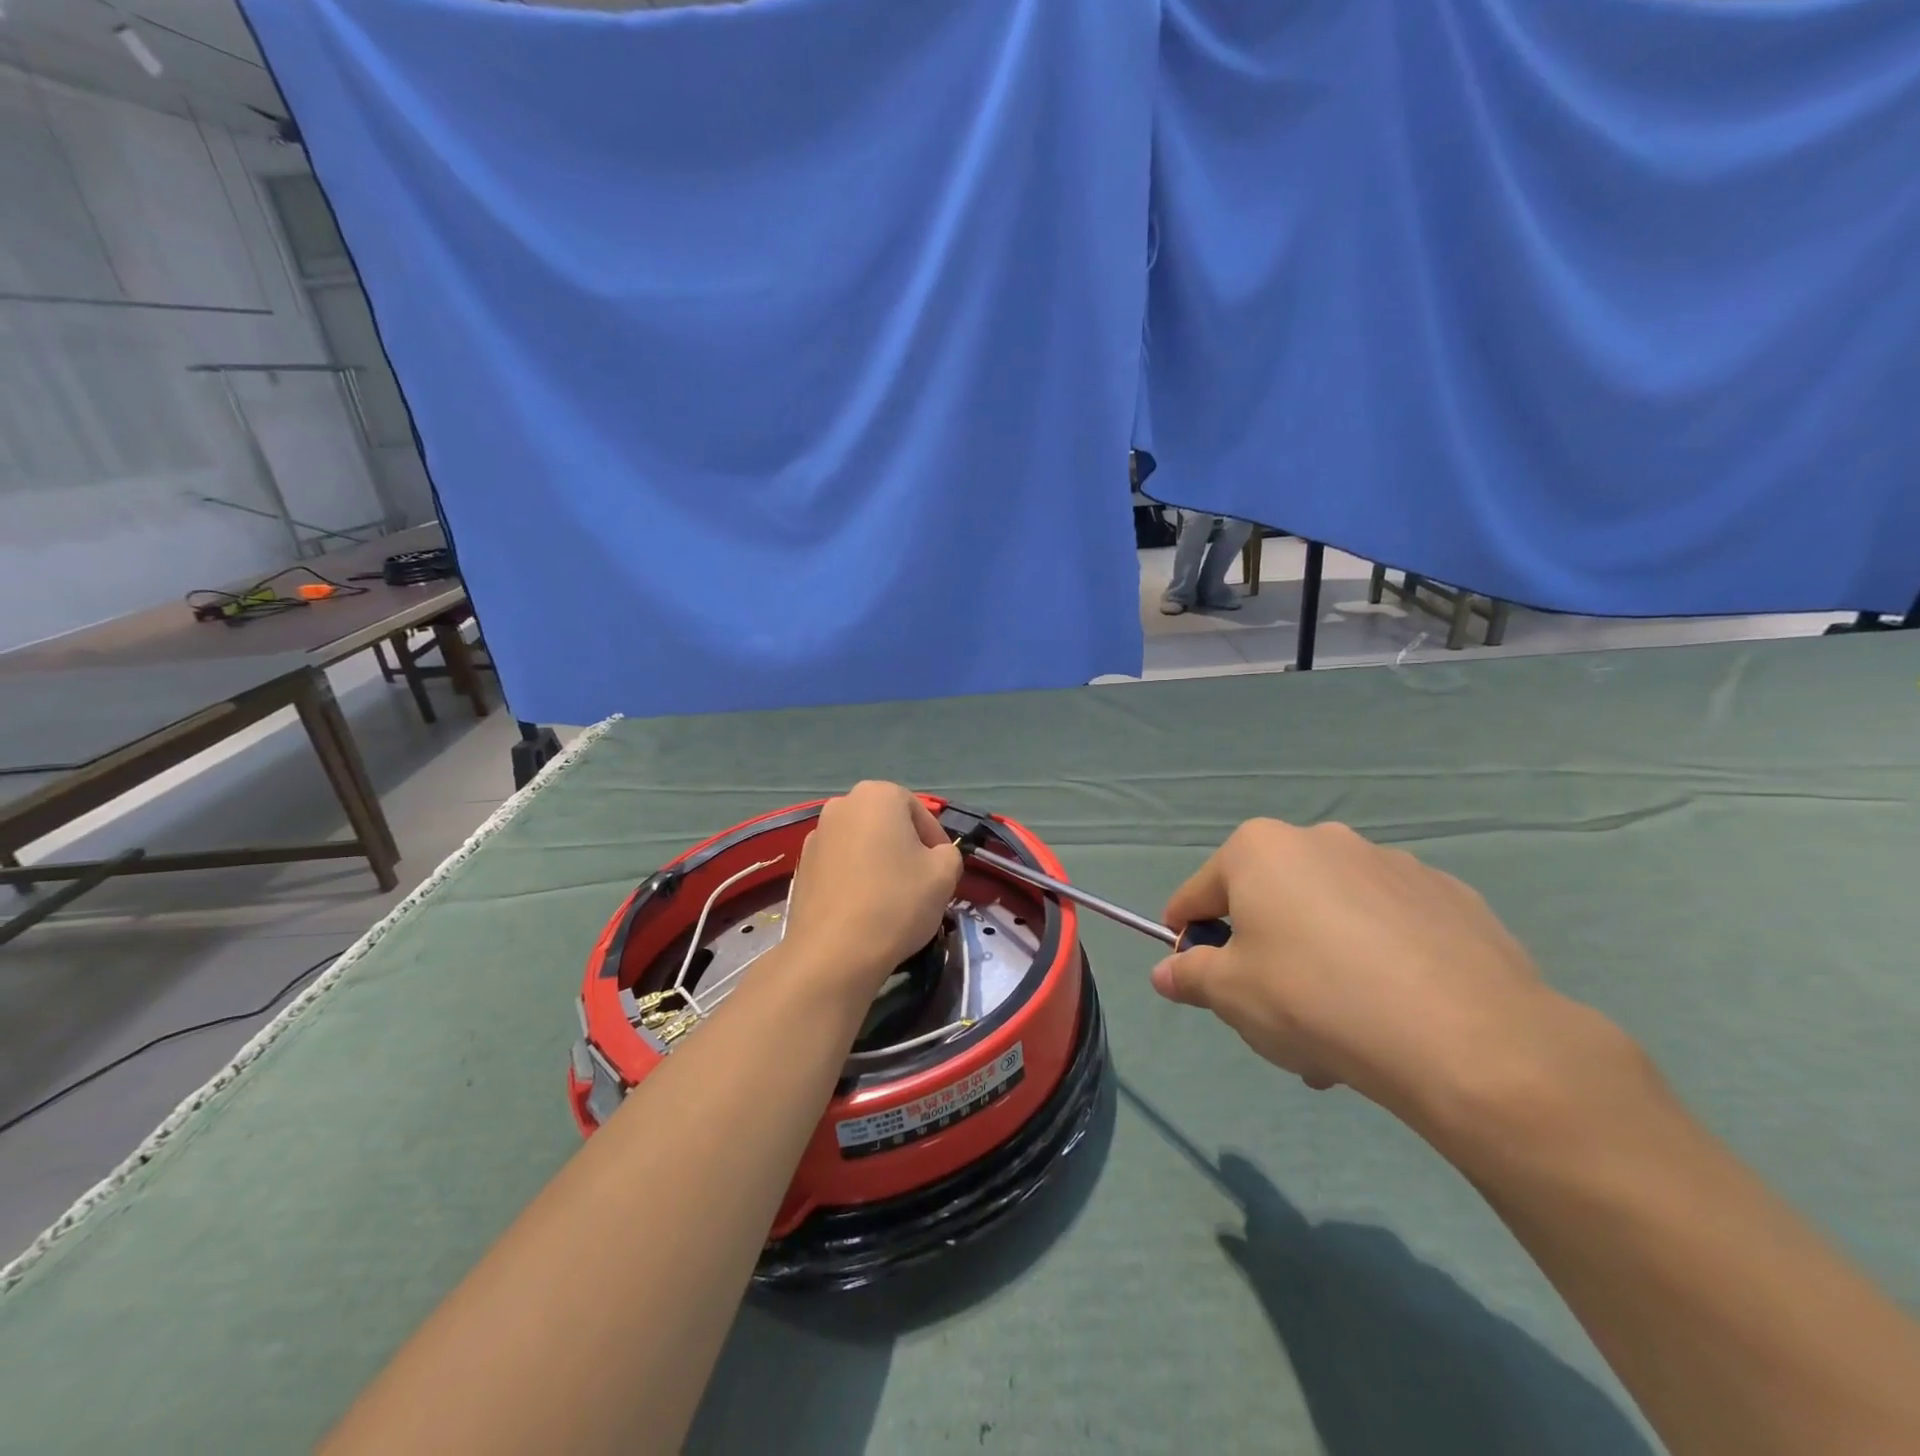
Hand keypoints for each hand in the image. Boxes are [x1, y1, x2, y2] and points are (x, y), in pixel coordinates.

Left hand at [779, 782, 961, 1000]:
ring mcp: (816, 835)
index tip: (943, 870)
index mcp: (877, 795)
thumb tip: (935, 856)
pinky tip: (864, 908)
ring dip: (879, 862)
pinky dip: (855, 878)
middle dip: (905, 847)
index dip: (936, 840)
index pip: (918, 811)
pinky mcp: (802, 867)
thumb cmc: (896, 901)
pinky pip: (840, 865)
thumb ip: (948, 854)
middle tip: (921, 881)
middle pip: (887, 823)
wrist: (834, 951)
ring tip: (892, 898)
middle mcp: (841, 805)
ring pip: (861, 844)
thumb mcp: (944, 874)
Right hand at [1152, 820, 1571, 1119]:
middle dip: (1262, 956)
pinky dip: (1376, 959)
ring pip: (1329, 916)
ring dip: (1318, 961)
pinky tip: (1395, 1012)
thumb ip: (1190, 976)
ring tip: (1338, 1032)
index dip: (1186, 936)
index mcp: (1260, 849)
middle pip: (1268, 903)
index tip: (1194, 976)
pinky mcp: (1449, 896)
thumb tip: (1165, 974)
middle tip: (1273, 1015)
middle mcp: (1322, 839)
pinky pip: (1387, 927)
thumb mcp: (1231, 994)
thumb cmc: (1314, 999)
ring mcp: (1391, 864)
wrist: (1466, 1038)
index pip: (1198, 893)